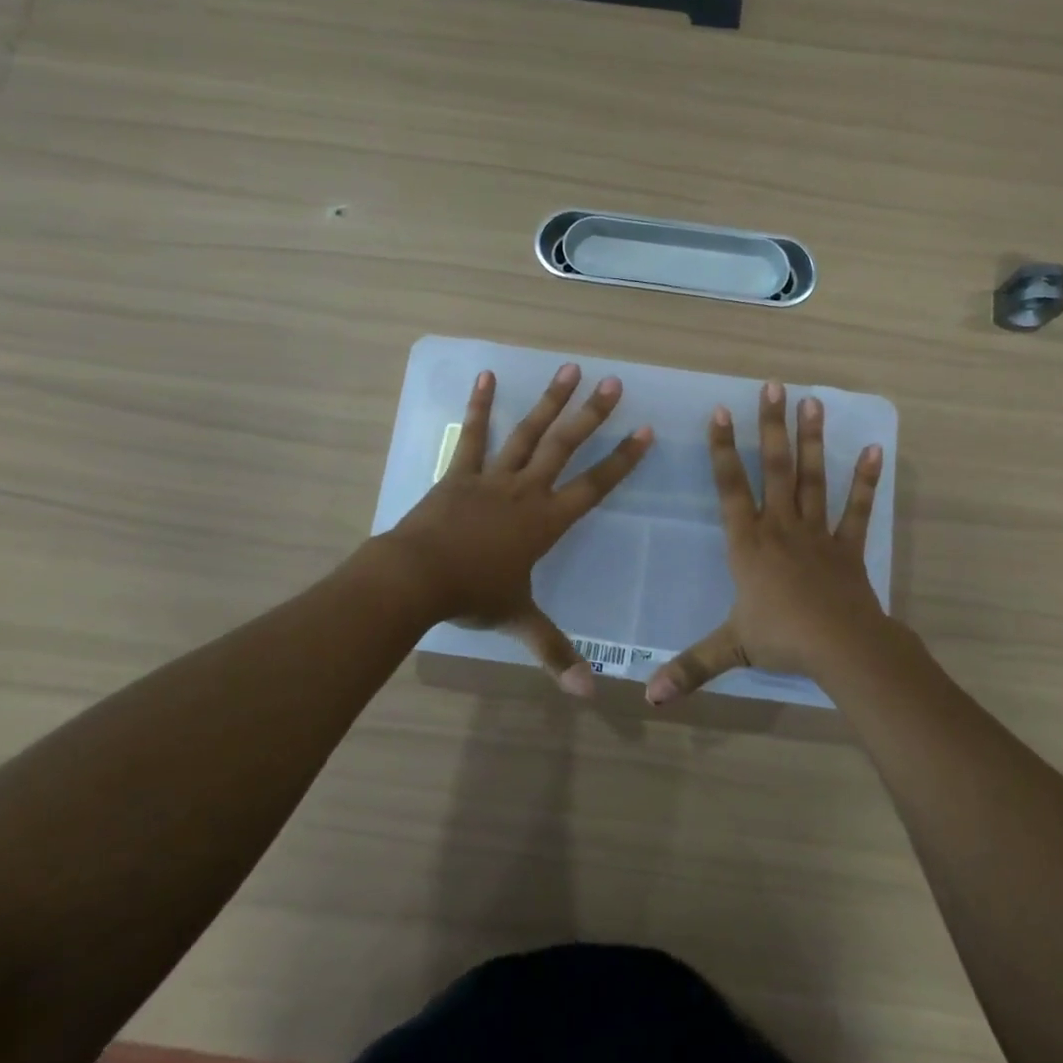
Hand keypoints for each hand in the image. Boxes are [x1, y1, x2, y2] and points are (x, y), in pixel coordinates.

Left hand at [384, 364, 651, 695]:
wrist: (417, 578)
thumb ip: (555, 652)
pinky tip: (487, 376)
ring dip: (550, 400)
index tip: (645, 430)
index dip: (622, 460)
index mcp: (546, 522)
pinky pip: (474, 434)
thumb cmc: (473, 597)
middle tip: (613, 382)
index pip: (595, 486)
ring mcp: (492, 477)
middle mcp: (526, 491)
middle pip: (565, 446)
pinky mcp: (460, 473)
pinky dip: (481, 404)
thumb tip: (587, 694)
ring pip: (528, 432)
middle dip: (591, 414)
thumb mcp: (519, 622)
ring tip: (570, 368)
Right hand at [645, 381, 885, 704]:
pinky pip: (856, 508)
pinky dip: (865, 480)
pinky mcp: (847, 546)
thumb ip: (688, 668)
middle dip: (771, 427)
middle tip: (773, 386)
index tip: (720, 412)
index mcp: (748, 544)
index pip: (730, 488)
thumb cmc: (781, 639)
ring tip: (812, 402)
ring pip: (812, 478)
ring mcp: (817, 532)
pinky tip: (874, 450)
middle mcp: (780, 527)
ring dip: (812, 440)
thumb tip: (647, 697)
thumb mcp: (729, 650)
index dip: (723, 450)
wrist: (841, 648)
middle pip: (775, 468)